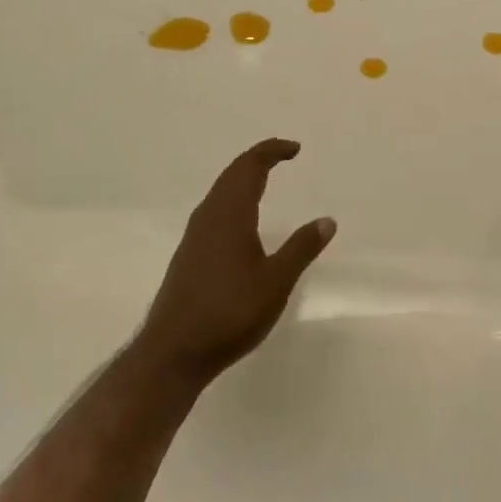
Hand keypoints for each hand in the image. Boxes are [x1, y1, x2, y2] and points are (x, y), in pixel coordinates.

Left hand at [138, 139, 335, 386]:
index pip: (250, 166)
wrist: (173, 352)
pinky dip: (233, 198)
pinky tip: (241, 221)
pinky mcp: (189, 254)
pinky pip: (214, 209)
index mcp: (230, 214)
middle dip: (258, 159)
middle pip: (232, 173)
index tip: (295, 149)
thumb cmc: (229, 313)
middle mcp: (209, 216)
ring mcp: (195, 236)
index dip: (271, 151)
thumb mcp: (275, 282)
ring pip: (220, 191)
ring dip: (243, 178)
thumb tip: (327, 220)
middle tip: (283, 156)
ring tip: (265, 180)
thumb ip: (301, 248)